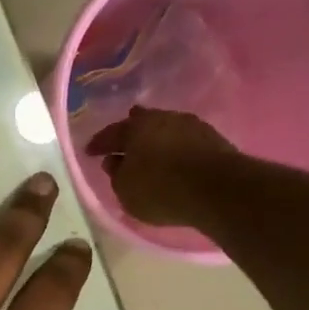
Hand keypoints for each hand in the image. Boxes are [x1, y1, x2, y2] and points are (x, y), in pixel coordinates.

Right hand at [84, 106, 235, 227]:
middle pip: (140, 123)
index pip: (109, 134)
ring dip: (156, 139)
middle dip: (129, 133)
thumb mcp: (125, 190)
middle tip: (122, 144)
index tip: (89, 152)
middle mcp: (162, 118)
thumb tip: (113, 161)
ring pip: (165, 129)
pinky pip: (184, 140)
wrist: (219, 189)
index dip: (98, 144)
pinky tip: (174, 158)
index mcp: (134, 128)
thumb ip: (116, 174)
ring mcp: (190, 125)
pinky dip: (175, 147)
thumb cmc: (161, 190)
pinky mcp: (213, 138)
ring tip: (150, 152)